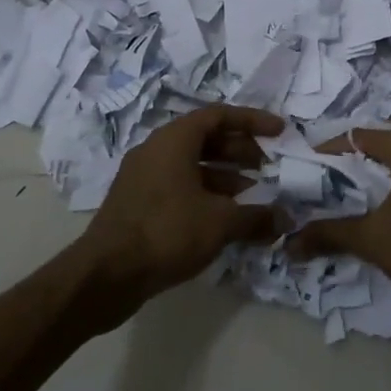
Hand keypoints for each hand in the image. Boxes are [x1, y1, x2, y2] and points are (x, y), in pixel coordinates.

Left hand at [74, 104, 284, 327]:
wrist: (105, 276)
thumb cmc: (166, 232)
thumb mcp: (220, 222)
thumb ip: (257, 216)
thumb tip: (285, 219)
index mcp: (173, 140)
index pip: (219, 115)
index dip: (252, 121)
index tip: (279, 132)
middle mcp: (156, 150)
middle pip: (205, 139)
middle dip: (240, 151)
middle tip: (267, 167)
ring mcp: (143, 178)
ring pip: (192, 165)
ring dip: (225, 175)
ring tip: (252, 196)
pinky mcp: (138, 204)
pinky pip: (179, 186)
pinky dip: (205, 194)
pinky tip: (224, 219)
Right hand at [291, 126, 390, 321]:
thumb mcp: (373, 240)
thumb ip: (329, 234)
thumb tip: (289, 243)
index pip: (357, 135)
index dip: (328, 152)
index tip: (304, 172)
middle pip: (381, 144)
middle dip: (350, 166)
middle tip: (322, 188)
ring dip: (375, 177)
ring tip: (347, 201)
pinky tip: (384, 211)